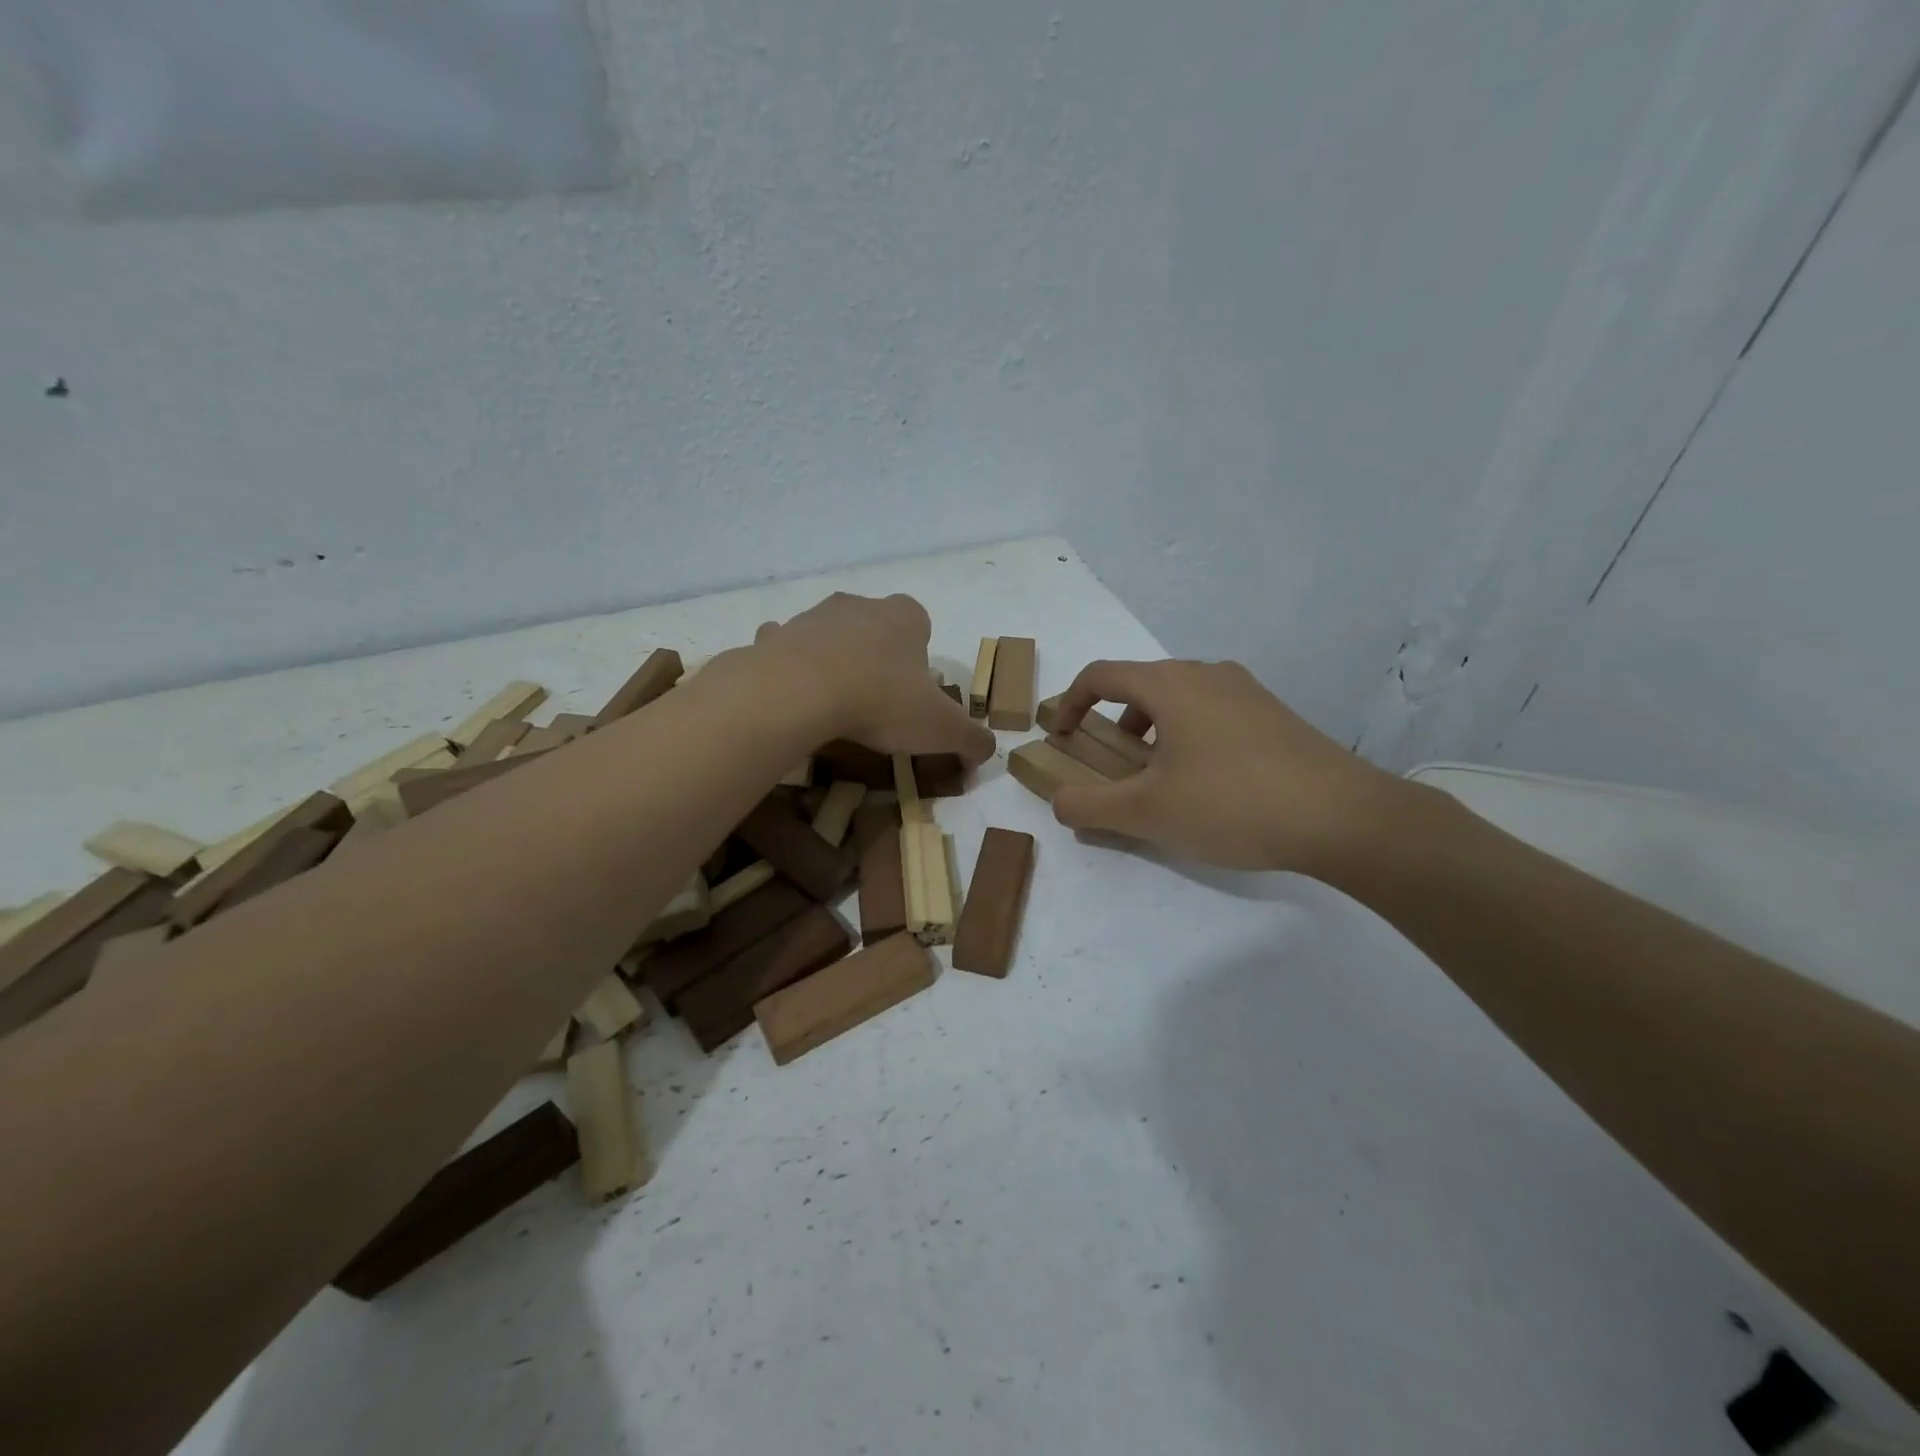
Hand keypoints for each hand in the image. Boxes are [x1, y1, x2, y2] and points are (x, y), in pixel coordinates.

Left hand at [753, 593, 995, 763]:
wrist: (800, 693)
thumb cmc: (881, 701)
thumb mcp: (942, 729)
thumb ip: (972, 740)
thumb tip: (985, 755)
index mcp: (905, 617)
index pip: (921, 626)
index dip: (920, 659)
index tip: (913, 693)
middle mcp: (860, 605)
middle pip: (875, 628)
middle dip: (877, 657)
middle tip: (877, 703)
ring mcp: (813, 617)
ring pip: (830, 636)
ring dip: (834, 661)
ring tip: (834, 706)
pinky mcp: (775, 636)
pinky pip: (785, 648)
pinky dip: (789, 667)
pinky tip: (792, 698)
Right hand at [1049, 659, 1408, 872]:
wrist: (1343, 817)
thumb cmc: (1232, 804)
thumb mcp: (1148, 812)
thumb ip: (1090, 807)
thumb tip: (1058, 803)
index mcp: (1170, 684)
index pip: (1101, 675)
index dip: (1069, 703)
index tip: (1060, 738)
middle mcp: (1207, 674)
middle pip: (1141, 685)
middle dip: (1113, 721)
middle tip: (1110, 763)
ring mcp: (1246, 691)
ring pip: (1179, 699)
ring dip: (1151, 730)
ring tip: (1156, 777)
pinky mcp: (1274, 714)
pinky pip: (1212, 713)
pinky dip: (1188, 735)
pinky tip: (1206, 782)